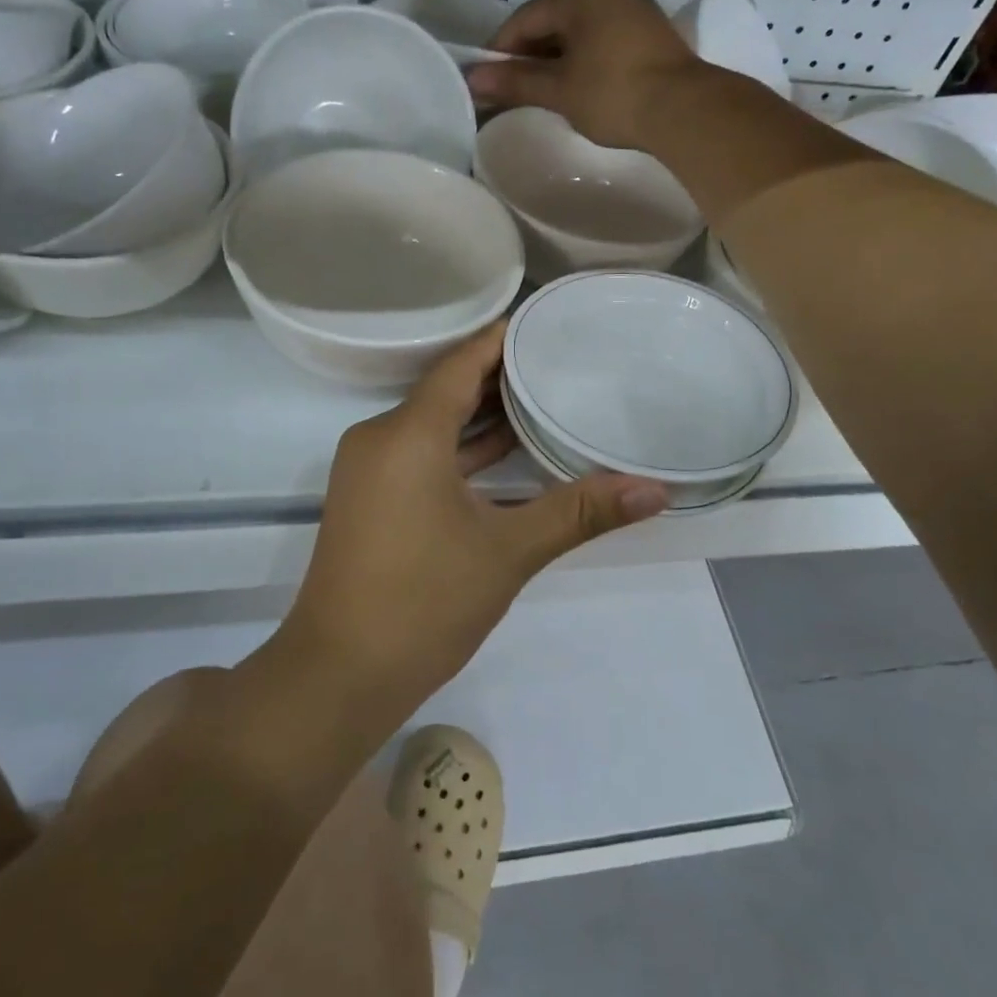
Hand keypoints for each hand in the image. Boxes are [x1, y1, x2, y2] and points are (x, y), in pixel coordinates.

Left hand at [284, 324, 668, 719]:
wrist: (340, 673)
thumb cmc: (424, 602)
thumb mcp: (509, 552)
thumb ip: (579, 512)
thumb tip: (656, 491)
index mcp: (408, 435)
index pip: (460, 366)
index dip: (500, 341)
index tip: (543, 323)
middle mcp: (380, 439)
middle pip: (445, 391)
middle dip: (498, 378)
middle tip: (558, 362)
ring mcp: (369, 470)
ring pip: (431, 426)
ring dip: (479, 417)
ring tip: (540, 400)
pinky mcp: (368, 499)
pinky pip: (419, 454)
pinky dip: (458, 450)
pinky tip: (501, 457)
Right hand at [467, 0, 706, 148]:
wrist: (684, 109)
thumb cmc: (614, 94)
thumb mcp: (559, 90)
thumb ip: (515, 82)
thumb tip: (473, 80)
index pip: (524, 18)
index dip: (501, 52)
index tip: (488, 82)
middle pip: (552, 19)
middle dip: (530, 53)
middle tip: (516, 89)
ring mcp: (632, 3)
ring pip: (578, 27)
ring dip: (557, 55)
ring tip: (545, 89)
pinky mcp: (649, 26)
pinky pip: (601, 34)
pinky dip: (583, 54)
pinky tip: (578, 81)